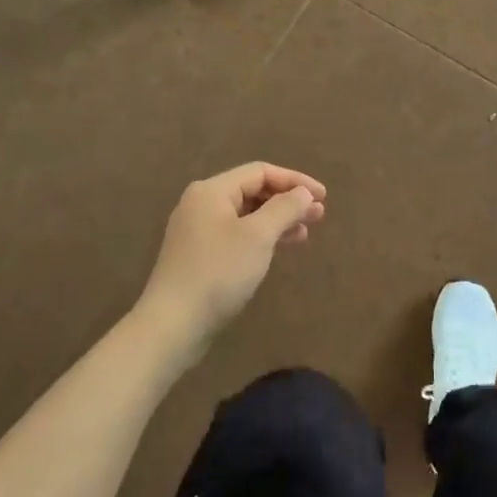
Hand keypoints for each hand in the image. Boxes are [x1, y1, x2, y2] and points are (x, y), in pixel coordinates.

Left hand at [136, 162, 326, 355]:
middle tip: (319, 215)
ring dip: (277, 220)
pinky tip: (278, 249)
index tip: (323, 197)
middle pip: (253, 191)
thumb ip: (284, 208)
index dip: (295, 181)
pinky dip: (261, 237)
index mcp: (212, 191)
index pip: (261, 172)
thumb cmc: (219, 272)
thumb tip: (303, 192)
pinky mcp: (199, 255)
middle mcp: (201, 204)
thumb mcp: (258, 236)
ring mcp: (197, 231)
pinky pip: (237, 234)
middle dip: (288, 201)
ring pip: (246, 215)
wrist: (173, 325)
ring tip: (305, 233)